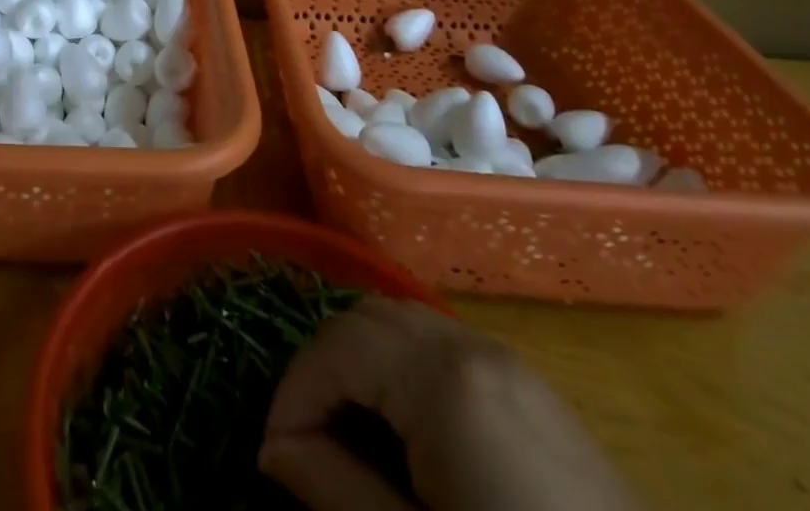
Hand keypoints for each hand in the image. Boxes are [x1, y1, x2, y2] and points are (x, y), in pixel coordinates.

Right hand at [260, 300, 637, 510]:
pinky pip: (445, 350)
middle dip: (324, 369)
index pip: (336, 347)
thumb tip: (275, 453)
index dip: (293, 393)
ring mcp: (511, 362)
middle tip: (305, 440)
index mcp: (443, 376)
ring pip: (405, 326)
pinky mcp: (536, 391)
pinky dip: (405, 370)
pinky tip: (407, 433)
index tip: (273, 455)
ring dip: (362, 364)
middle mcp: (472, 345)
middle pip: (368, 319)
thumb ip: (337, 490)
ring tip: (347, 434)